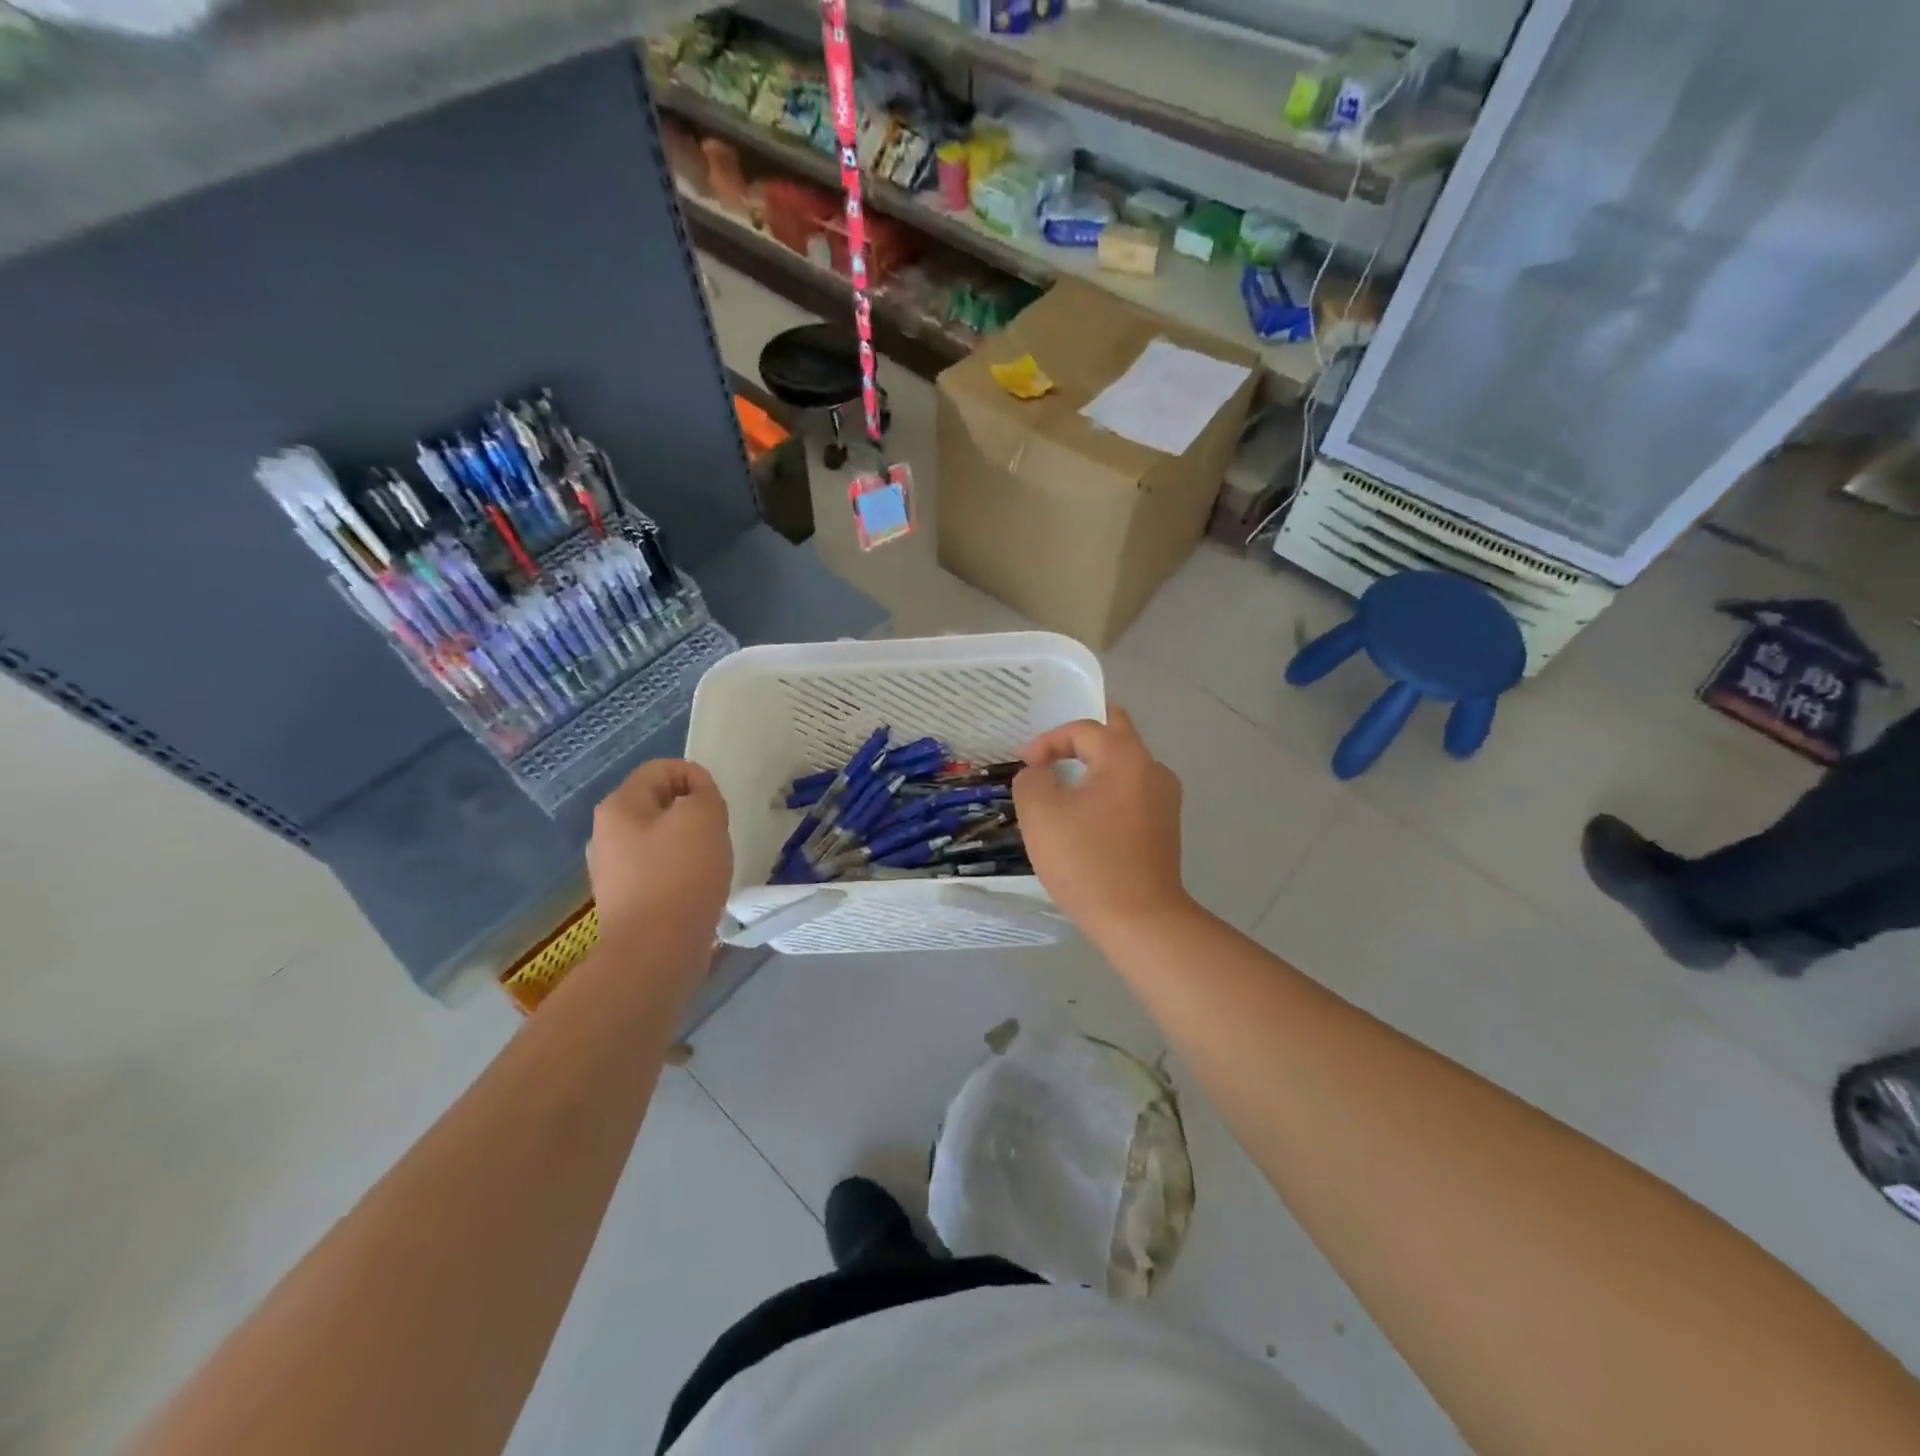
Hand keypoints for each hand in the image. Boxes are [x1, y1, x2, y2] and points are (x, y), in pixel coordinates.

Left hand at [588, 760, 732, 952]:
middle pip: (658, 804)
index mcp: (619, 806)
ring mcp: (612, 870)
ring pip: (659, 838)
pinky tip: (696, 890)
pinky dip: (680, 872)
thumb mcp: (704, 818)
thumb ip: (704, 793)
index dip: (695, 775)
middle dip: (692, 812)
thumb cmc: (680, 874)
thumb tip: (696, 797)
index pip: (661, 769)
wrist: (655, 951)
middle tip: (717, 833)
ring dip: (688, 843)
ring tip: (709, 864)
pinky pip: (658, 870)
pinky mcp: (625, 900)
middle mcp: (606, 834)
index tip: (718, 804)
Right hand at [1012, 706, 1191, 940]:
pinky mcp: (1165, 827)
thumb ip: (1032, 780)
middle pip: (1114, 733)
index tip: (1025, 766)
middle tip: (1049, 756)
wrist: (1139, 921)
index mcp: (1125, 757)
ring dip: (1093, 767)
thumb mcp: (1040, 814)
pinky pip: (1131, 792)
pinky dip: (1106, 793)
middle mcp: (1153, 769)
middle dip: (1078, 740)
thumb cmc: (1087, 862)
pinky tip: (1085, 818)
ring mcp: (1165, 799)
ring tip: (1063, 788)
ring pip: (1124, 765)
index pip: (1083, 729)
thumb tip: (1041, 774)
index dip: (1047, 741)